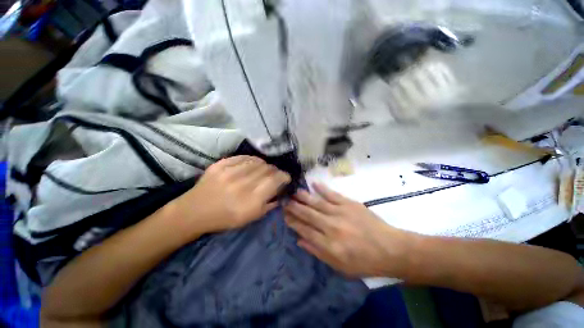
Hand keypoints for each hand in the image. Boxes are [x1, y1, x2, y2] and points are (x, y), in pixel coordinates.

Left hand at [171, 156, 290, 237]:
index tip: (285, 177)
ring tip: (264, 169)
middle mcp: (243, 184)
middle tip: (274, 174)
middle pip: (268, 169)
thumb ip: (269, 205)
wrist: (195, 212)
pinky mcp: (220, 165)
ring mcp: (230, 172)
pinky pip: (243, 157)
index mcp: (251, 200)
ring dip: (264, 165)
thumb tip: (281, 193)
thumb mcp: (251, 218)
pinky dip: (252, 160)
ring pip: (257, 161)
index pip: (275, 180)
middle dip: (275, 171)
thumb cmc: (225, 219)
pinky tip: (252, 164)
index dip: (284, 176)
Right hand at [284, 183, 412, 276]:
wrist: (390, 249)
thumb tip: (300, 240)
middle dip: (294, 207)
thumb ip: (318, 252)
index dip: (293, 222)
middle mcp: (331, 227)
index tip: (285, 216)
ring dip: (304, 197)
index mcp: (329, 245)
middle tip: (285, 201)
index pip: (304, 230)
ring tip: (293, 192)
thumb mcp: (340, 266)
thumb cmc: (364, 262)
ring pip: (317, 203)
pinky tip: (313, 184)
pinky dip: (322, 188)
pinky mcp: (349, 204)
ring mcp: (340, 213)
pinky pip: (332, 194)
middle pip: (308, 215)